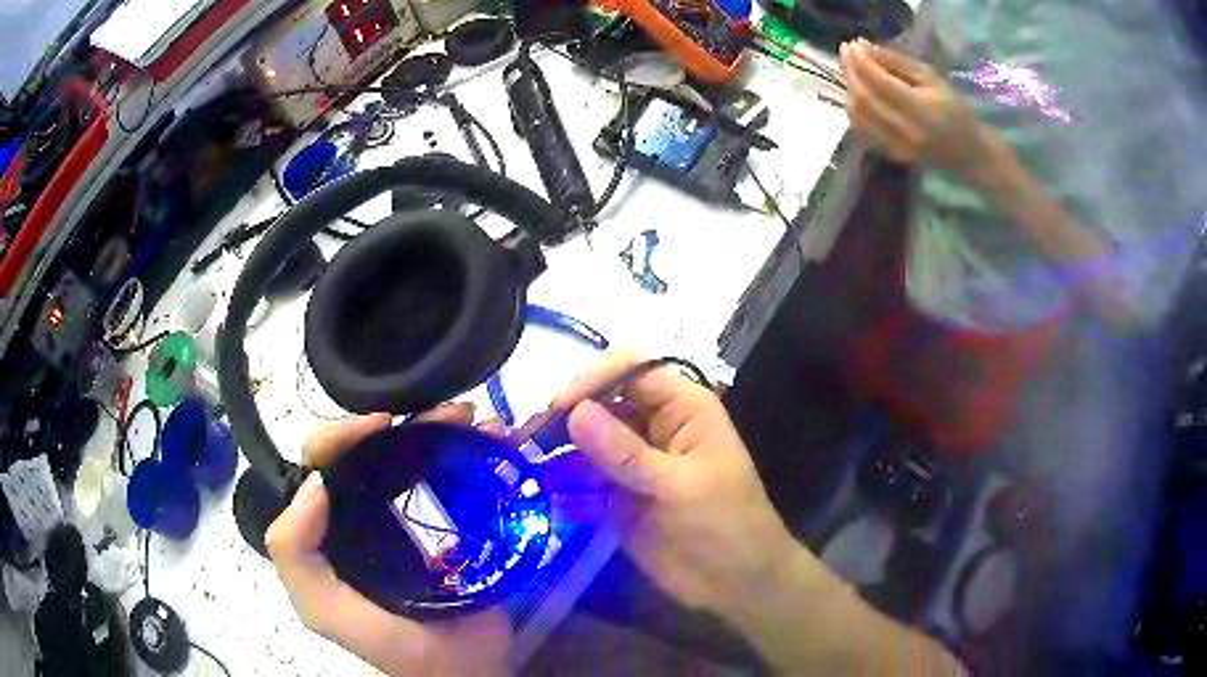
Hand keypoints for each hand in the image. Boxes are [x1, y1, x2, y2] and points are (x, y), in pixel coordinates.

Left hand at [265, 405, 511, 676]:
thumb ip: (295, 555)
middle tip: (448, 413)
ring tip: (476, 421)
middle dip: (408, 422)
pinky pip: (462, 479)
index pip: (325, 462)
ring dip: (445, 429)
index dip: (345, 434)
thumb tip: (315, 483)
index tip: (384, 424)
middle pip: (378, 450)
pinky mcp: (458, 527)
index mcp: (333, 524)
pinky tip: (499, 440)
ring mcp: (417, 518)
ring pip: (422, 457)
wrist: (462, 670)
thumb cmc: (389, 645)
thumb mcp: (323, 609)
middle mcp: (370, 512)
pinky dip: (478, 453)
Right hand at [551, 352, 801, 615]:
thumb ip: (626, 453)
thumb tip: (574, 412)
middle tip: (528, 437)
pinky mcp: (618, 489)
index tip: (559, 409)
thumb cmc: (725, 526)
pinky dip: (562, 474)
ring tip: (521, 456)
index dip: (594, 380)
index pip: (631, 370)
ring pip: (588, 435)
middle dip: (566, 412)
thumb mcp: (679, 487)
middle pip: (603, 399)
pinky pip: (584, 471)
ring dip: (557, 443)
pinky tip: (538, 481)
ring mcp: (634, 458)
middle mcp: (655, 424)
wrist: (735, 582)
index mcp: (683, 407)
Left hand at [839, 39, 993, 181]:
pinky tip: (857, 95)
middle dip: (851, 72)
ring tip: (852, 72)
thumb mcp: (932, 78)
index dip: (861, 62)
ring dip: (850, 90)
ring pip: (858, 116)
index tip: (851, 45)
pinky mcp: (891, 155)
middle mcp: (906, 130)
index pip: (880, 82)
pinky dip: (854, 110)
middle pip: (865, 99)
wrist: (969, 153)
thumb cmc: (956, 110)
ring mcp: (897, 147)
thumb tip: (862, 46)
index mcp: (922, 109)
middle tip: (846, 54)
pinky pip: (862, 130)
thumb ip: (897, 62)